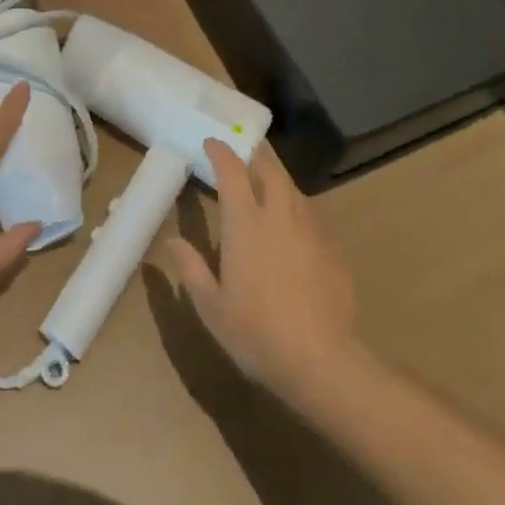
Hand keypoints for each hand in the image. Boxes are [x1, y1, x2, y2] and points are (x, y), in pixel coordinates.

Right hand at [167, 139, 356, 406]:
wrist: (321, 361)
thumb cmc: (256, 332)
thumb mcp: (211, 306)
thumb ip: (191, 268)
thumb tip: (171, 241)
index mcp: (245, 222)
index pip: (232, 170)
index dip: (221, 152)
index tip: (211, 143)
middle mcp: (279, 215)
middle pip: (270, 170)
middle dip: (255, 158)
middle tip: (242, 160)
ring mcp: (311, 230)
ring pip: (294, 191)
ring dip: (277, 183)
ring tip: (266, 192)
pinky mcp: (333, 250)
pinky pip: (312, 218)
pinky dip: (297, 213)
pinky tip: (293, 234)